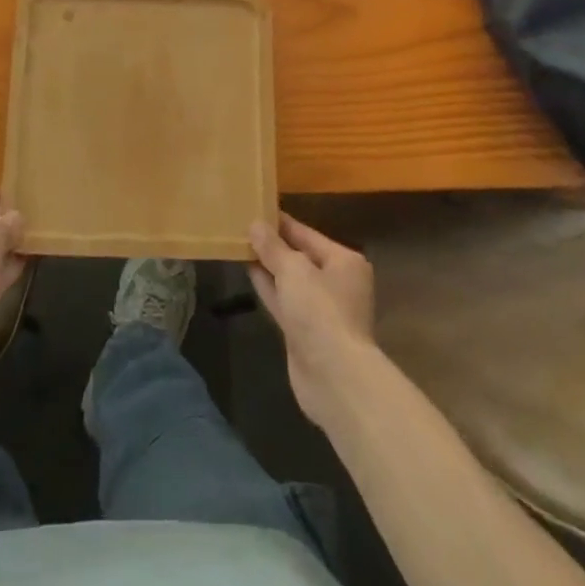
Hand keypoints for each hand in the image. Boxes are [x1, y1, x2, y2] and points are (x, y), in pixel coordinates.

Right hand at [249, 213, 375, 424]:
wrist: (333, 376)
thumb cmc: (320, 311)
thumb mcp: (293, 270)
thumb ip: (272, 247)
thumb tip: (256, 225)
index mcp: (344, 261)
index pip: (307, 234)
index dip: (281, 222)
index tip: (257, 209)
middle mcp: (336, 282)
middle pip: (300, 256)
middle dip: (273, 245)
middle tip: (243, 226)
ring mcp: (321, 309)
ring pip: (290, 280)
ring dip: (268, 266)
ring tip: (240, 245)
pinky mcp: (305, 331)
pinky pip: (284, 300)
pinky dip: (268, 287)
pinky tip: (248, 272)